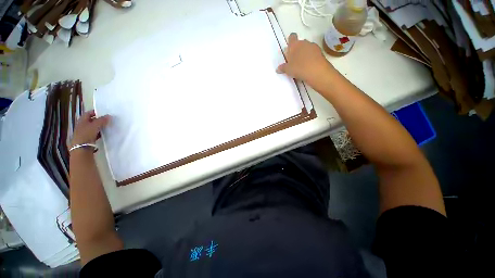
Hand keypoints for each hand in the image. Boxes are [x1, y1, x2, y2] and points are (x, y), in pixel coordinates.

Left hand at [71, 110, 110, 147]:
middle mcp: (82, 125)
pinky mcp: (87, 138)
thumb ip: (102, 120)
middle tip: (108, 120)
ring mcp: (84, 132)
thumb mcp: (95, 126)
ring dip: (100, 127)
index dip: (95, 112)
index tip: (104, 113)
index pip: (89, 113)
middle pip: (91, 120)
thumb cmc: (86, 134)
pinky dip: (99, 133)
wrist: (81, 148)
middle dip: (99, 120)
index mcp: (82, 120)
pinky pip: (95, 133)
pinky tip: (104, 134)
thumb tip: (109, 116)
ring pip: (93, 127)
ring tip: (108, 127)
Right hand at [276, 33, 334, 87]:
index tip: (290, 48)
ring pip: (307, 47)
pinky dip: (311, 57)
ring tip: (303, 64)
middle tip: (295, 60)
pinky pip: (313, 52)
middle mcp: (304, 42)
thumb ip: (283, 68)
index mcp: (294, 45)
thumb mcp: (288, 70)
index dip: (290, 41)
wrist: (316, 71)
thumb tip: (278, 69)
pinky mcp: (320, 51)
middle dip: (298, 49)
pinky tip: (309, 65)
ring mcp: (313, 46)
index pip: (292, 37)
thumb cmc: (299, 68)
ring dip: (305, 53)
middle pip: (300, 43)